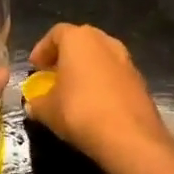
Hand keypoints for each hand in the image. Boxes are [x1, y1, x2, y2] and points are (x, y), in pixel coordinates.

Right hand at [26, 23, 171, 170]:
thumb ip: (37, 103)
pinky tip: (95, 106)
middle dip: (66, 57)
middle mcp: (104, 42)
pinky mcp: (141, 82)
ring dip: (86, 70)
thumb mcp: (47, 110)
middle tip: (54, 75)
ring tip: (74, 92)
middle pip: (81, 42)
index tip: (35, 68)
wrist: (130, 139)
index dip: (42, 50)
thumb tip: (33, 105)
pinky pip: (115, 76)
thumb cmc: (80, 112)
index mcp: (78, 39)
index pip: (56, 34)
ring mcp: (126, 61)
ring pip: (100, 58)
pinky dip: (103, 85)